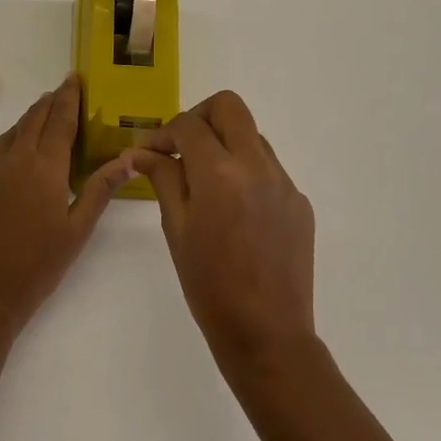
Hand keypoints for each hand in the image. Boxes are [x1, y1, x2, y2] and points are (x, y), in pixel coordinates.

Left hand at [0, 75, 135, 333]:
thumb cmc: (40, 264)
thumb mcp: (78, 229)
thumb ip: (100, 190)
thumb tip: (127, 159)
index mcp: (45, 167)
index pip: (60, 121)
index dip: (69, 98)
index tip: (74, 78)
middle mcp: (16, 160)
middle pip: (35, 119)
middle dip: (50, 101)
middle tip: (63, 88)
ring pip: (13, 131)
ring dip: (31, 116)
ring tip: (44, 109)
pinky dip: (11, 135)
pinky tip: (16, 142)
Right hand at [132, 91, 315, 365]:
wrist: (267, 334)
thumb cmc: (209, 286)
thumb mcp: (177, 229)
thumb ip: (162, 180)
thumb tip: (141, 152)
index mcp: (221, 173)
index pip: (189, 125)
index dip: (163, 132)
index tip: (149, 152)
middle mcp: (258, 166)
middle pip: (230, 107)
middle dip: (199, 117)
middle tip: (181, 147)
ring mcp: (285, 183)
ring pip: (252, 136)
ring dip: (225, 144)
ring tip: (205, 181)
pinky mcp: (299, 202)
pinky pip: (269, 169)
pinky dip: (246, 173)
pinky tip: (234, 210)